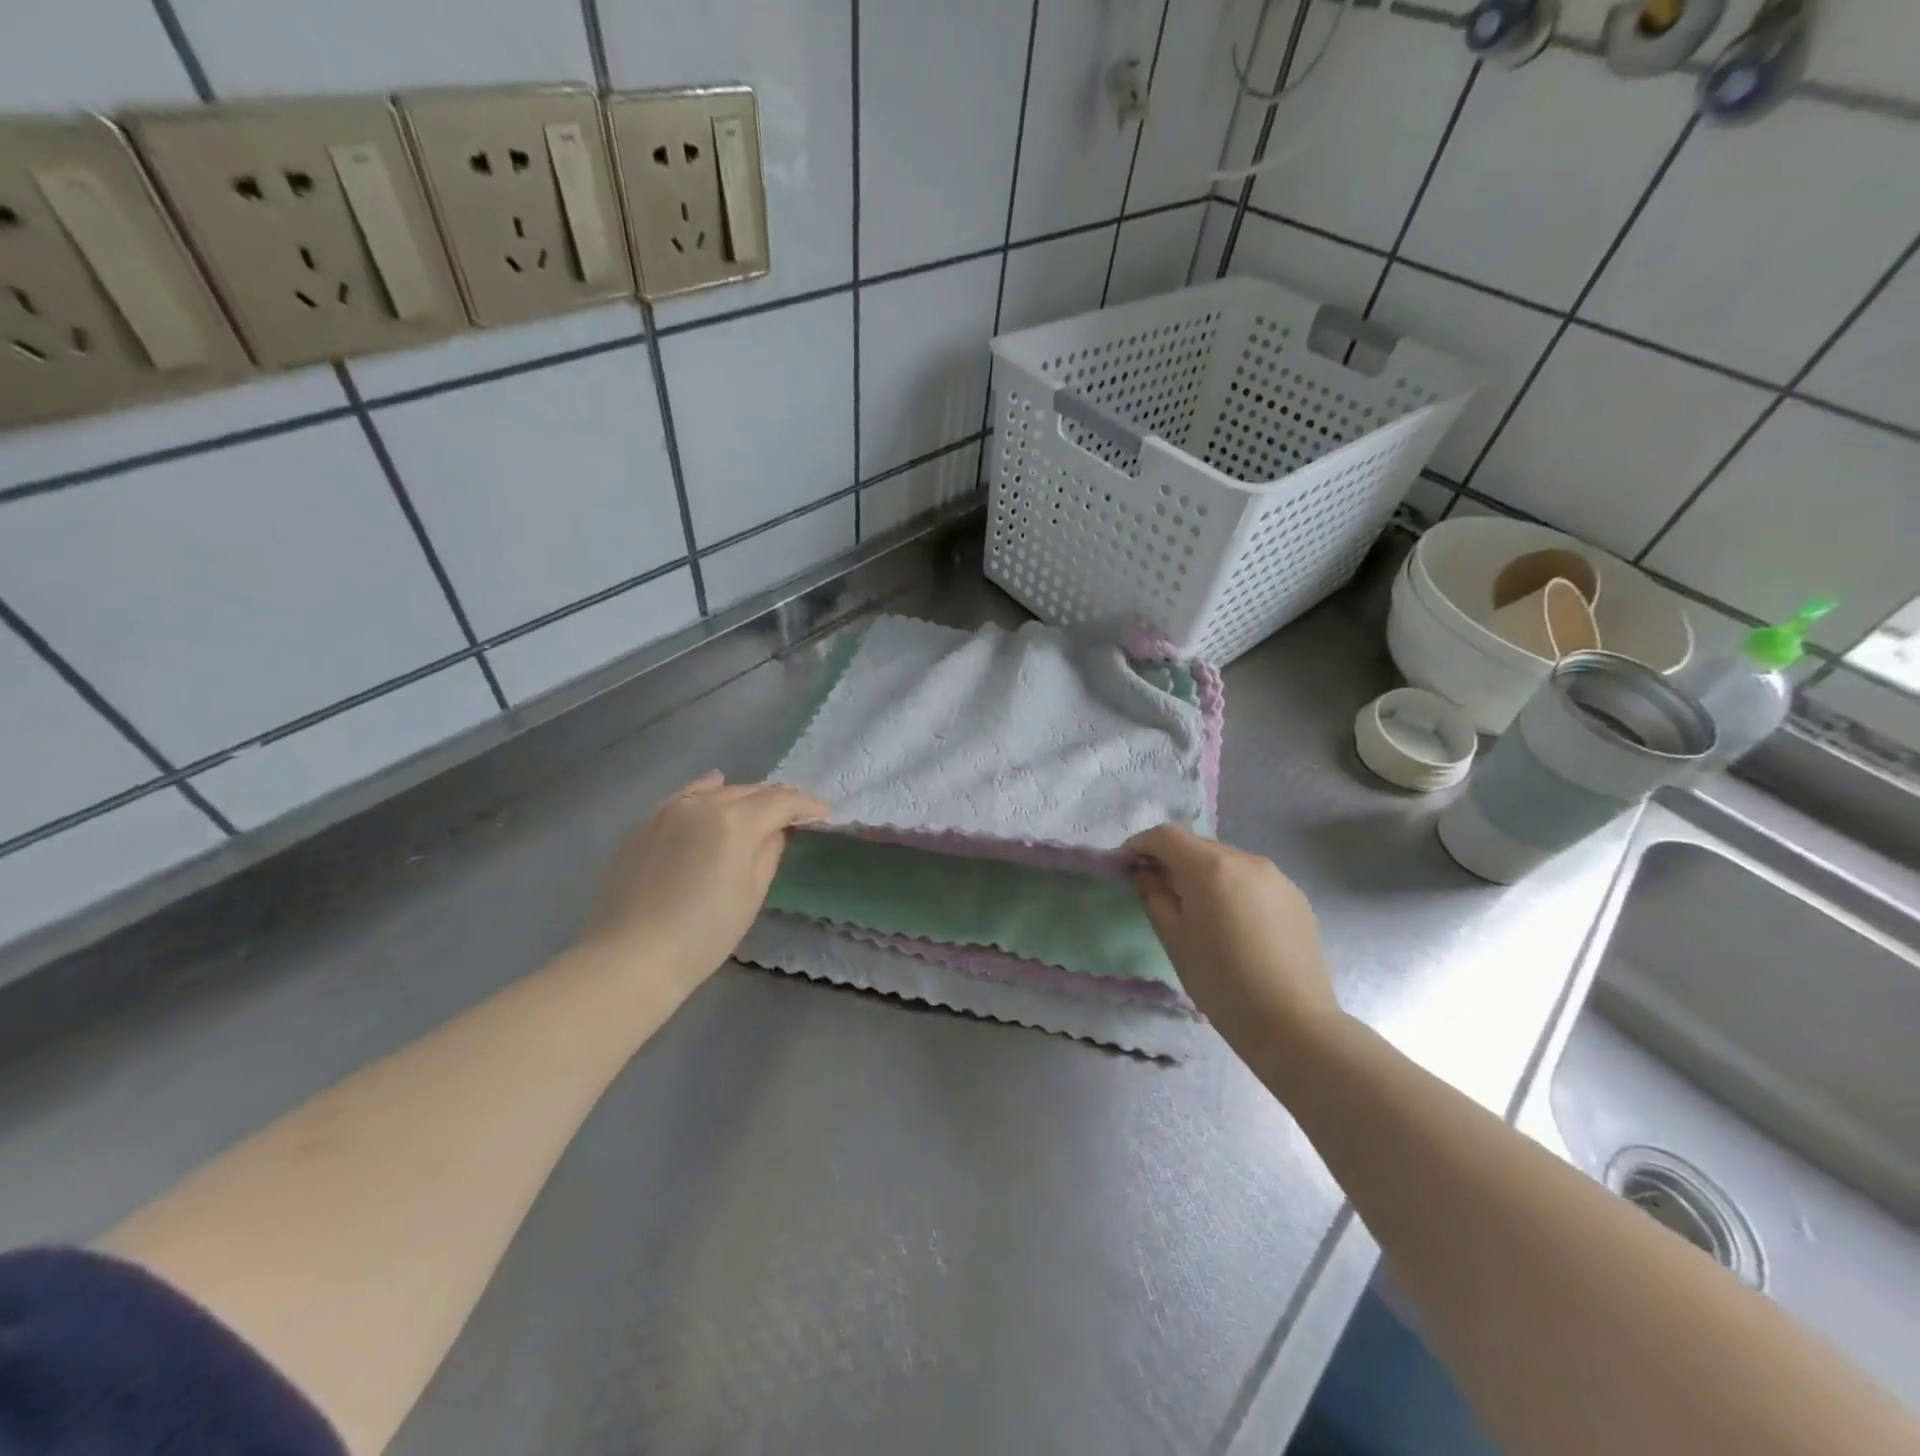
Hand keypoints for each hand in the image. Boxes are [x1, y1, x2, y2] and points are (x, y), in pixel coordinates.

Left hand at [582, 772, 826, 994]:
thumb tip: (774, 829)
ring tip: (759, 805)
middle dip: (777, 799)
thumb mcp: (751, 894)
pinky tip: (713, 788)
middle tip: (796, 811)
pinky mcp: (645, 824)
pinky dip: (706, 792)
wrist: (631, 957)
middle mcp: (703, 805)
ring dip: (743, 795)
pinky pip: (685, 797)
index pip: (781, 802)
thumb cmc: (704, 934)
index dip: (806, 805)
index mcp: (736, 822)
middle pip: (750, 791)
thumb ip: (769, 851)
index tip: (824, 812)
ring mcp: (669, 810)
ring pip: (717, 790)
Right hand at [1125, 824, 1343, 1061]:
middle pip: (1197, 845)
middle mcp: (1245, 859)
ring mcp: (1276, 877)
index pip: (1166, 836)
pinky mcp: (1295, 897)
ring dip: (1202, 874)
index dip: (1139, 845)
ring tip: (1195, 909)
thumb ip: (1154, 895)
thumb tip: (1146, 873)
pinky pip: (1251, 880)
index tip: (1124, 865)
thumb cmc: (1221, 983)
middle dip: (1171, 860)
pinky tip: (1232, 924)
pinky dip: (1231, 888)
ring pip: (1226, 861)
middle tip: (1155, 889)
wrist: (1294, 1025)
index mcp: (1210, 867)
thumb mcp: (1174, 939)